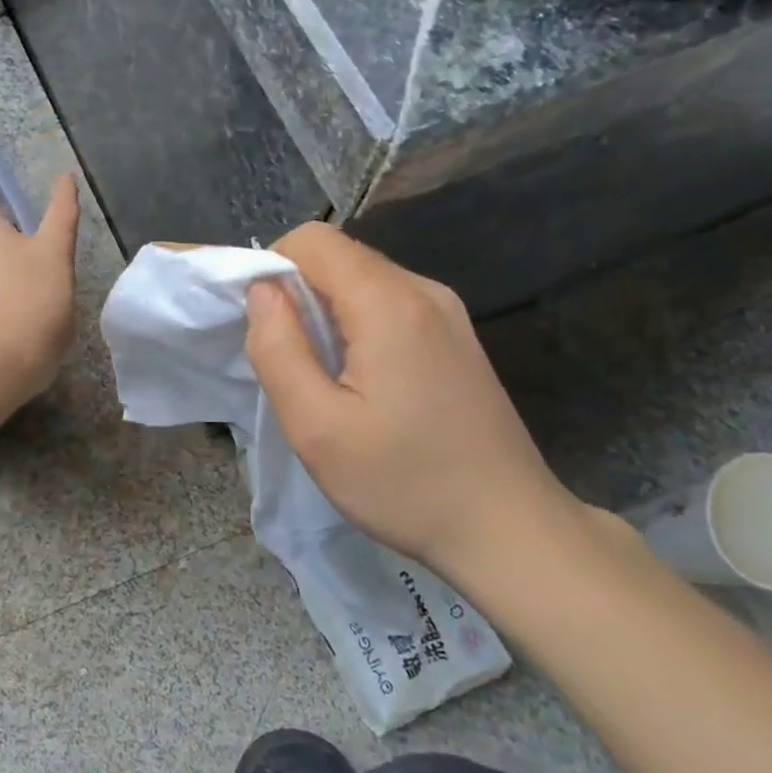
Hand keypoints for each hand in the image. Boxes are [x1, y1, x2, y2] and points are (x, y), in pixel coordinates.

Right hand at [244, 222, 586, 577]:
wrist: (510, 532)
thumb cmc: (405, 483)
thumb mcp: (317, 427)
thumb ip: (278, 349)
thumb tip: (261, 291)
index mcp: (389, 304)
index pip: (313, 240)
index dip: (273, 268)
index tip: (264, 327)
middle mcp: (424, 292)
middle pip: (340, 257)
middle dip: (298, 294)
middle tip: (290, 363)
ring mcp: (448, 314)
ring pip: (363, 281)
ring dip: (326, 314)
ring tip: (323, 379)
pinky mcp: (456, 338)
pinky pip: (389, 306)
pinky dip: (357, 327)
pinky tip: (362, 384)